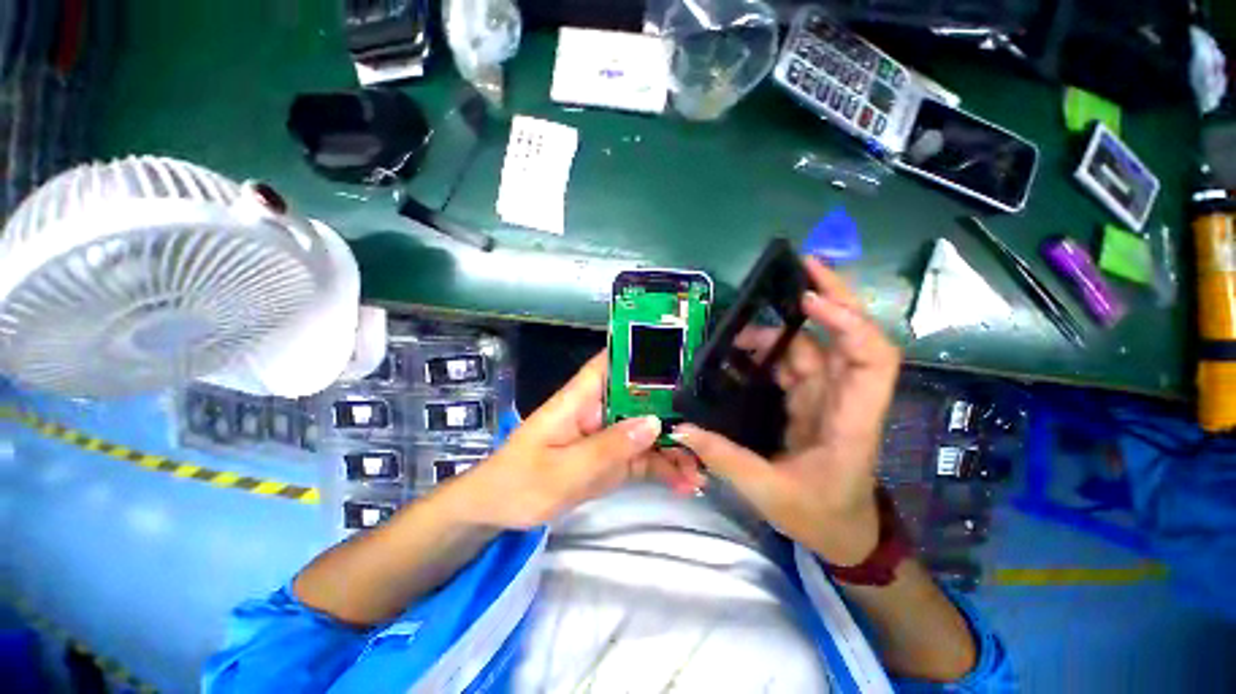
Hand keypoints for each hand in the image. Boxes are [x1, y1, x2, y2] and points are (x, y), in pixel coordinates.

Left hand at [452, 351, 706, 528]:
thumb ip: (608, 447)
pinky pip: (643, 457)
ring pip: (648, 430)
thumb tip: (653, 423)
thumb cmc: (519, 483)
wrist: (498, 512)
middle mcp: (599, 408)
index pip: (614, 362)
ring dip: (674, 446)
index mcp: (581, 397)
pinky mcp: (612, 457)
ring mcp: (608, 434)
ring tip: (702, 469)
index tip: (683, 357)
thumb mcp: (563, 470)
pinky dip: (664, 468)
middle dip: (674, 409)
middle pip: (641, 397)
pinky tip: (686, 483)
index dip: (645, 353)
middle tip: (708, 427)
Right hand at [672, 257, 900, 564]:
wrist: (843, 535)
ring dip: (781, 332)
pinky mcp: (811, 402)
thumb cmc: (819, 516)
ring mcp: (828, 398)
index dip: (847, 323)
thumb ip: (724, 459)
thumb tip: (681, 429)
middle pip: (852, 338)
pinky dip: (771, 352)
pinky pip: (794, 365)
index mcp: (851, 423)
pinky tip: (744, 351)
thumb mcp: (768, 494)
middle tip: (800, 266)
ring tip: (738, 333)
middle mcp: (845, 401)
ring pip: (814, 349)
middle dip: (832, 296)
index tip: (810, 299)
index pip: (870, 360)